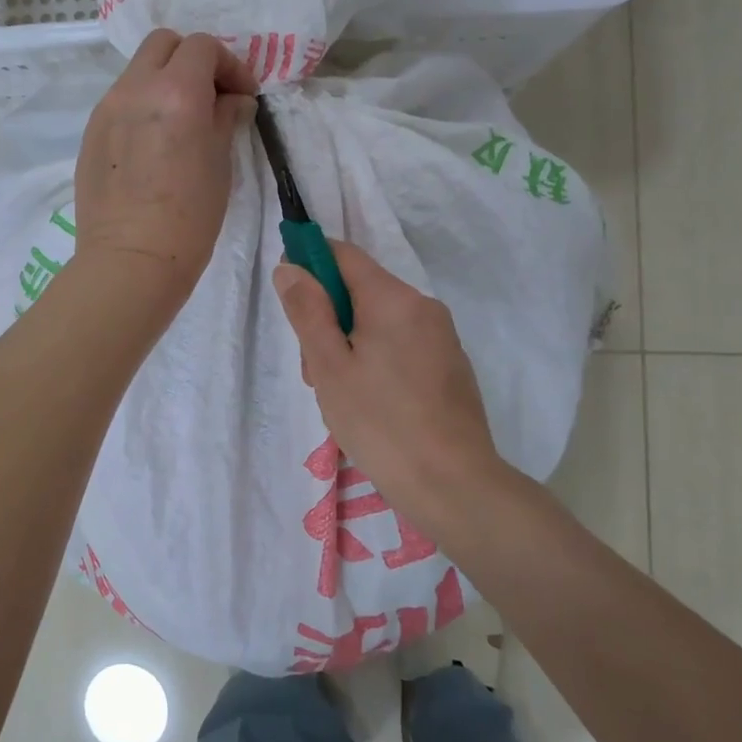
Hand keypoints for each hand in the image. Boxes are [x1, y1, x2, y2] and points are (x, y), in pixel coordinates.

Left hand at [72, 30, 255, 316]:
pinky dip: (142, 106)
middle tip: (210, 95)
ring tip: (180, 122)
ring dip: (164, 81)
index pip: (202, 47)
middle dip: (191, 60)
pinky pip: (120, 101)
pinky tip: (153, 144)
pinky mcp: (90, 133)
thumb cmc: (190, 216)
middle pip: (163, 43)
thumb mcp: (221, 163)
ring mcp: (106, 109)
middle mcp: (135, 88)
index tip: (242, 95)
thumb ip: (226, 118)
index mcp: (176, 90)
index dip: (229, 64)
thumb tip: (232, 99)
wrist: (132, 259)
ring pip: (138, 71)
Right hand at [273, 240, 513, 524]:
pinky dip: (376, 361)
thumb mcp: (329, 367)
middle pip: (360, 292)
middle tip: (313, 372)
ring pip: (378, 323)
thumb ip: (307, 311)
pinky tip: (371, 406)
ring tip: (340, 398)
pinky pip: (401, 346)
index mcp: (394, 299)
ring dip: (349, 346)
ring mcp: (442, 338)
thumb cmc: (381, 423)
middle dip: (328, 320)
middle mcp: (423, 307)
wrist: (453, 486)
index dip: (309, 263)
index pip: (344, 255)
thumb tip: (290, 267)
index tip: (288, 297)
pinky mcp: (450, 366)